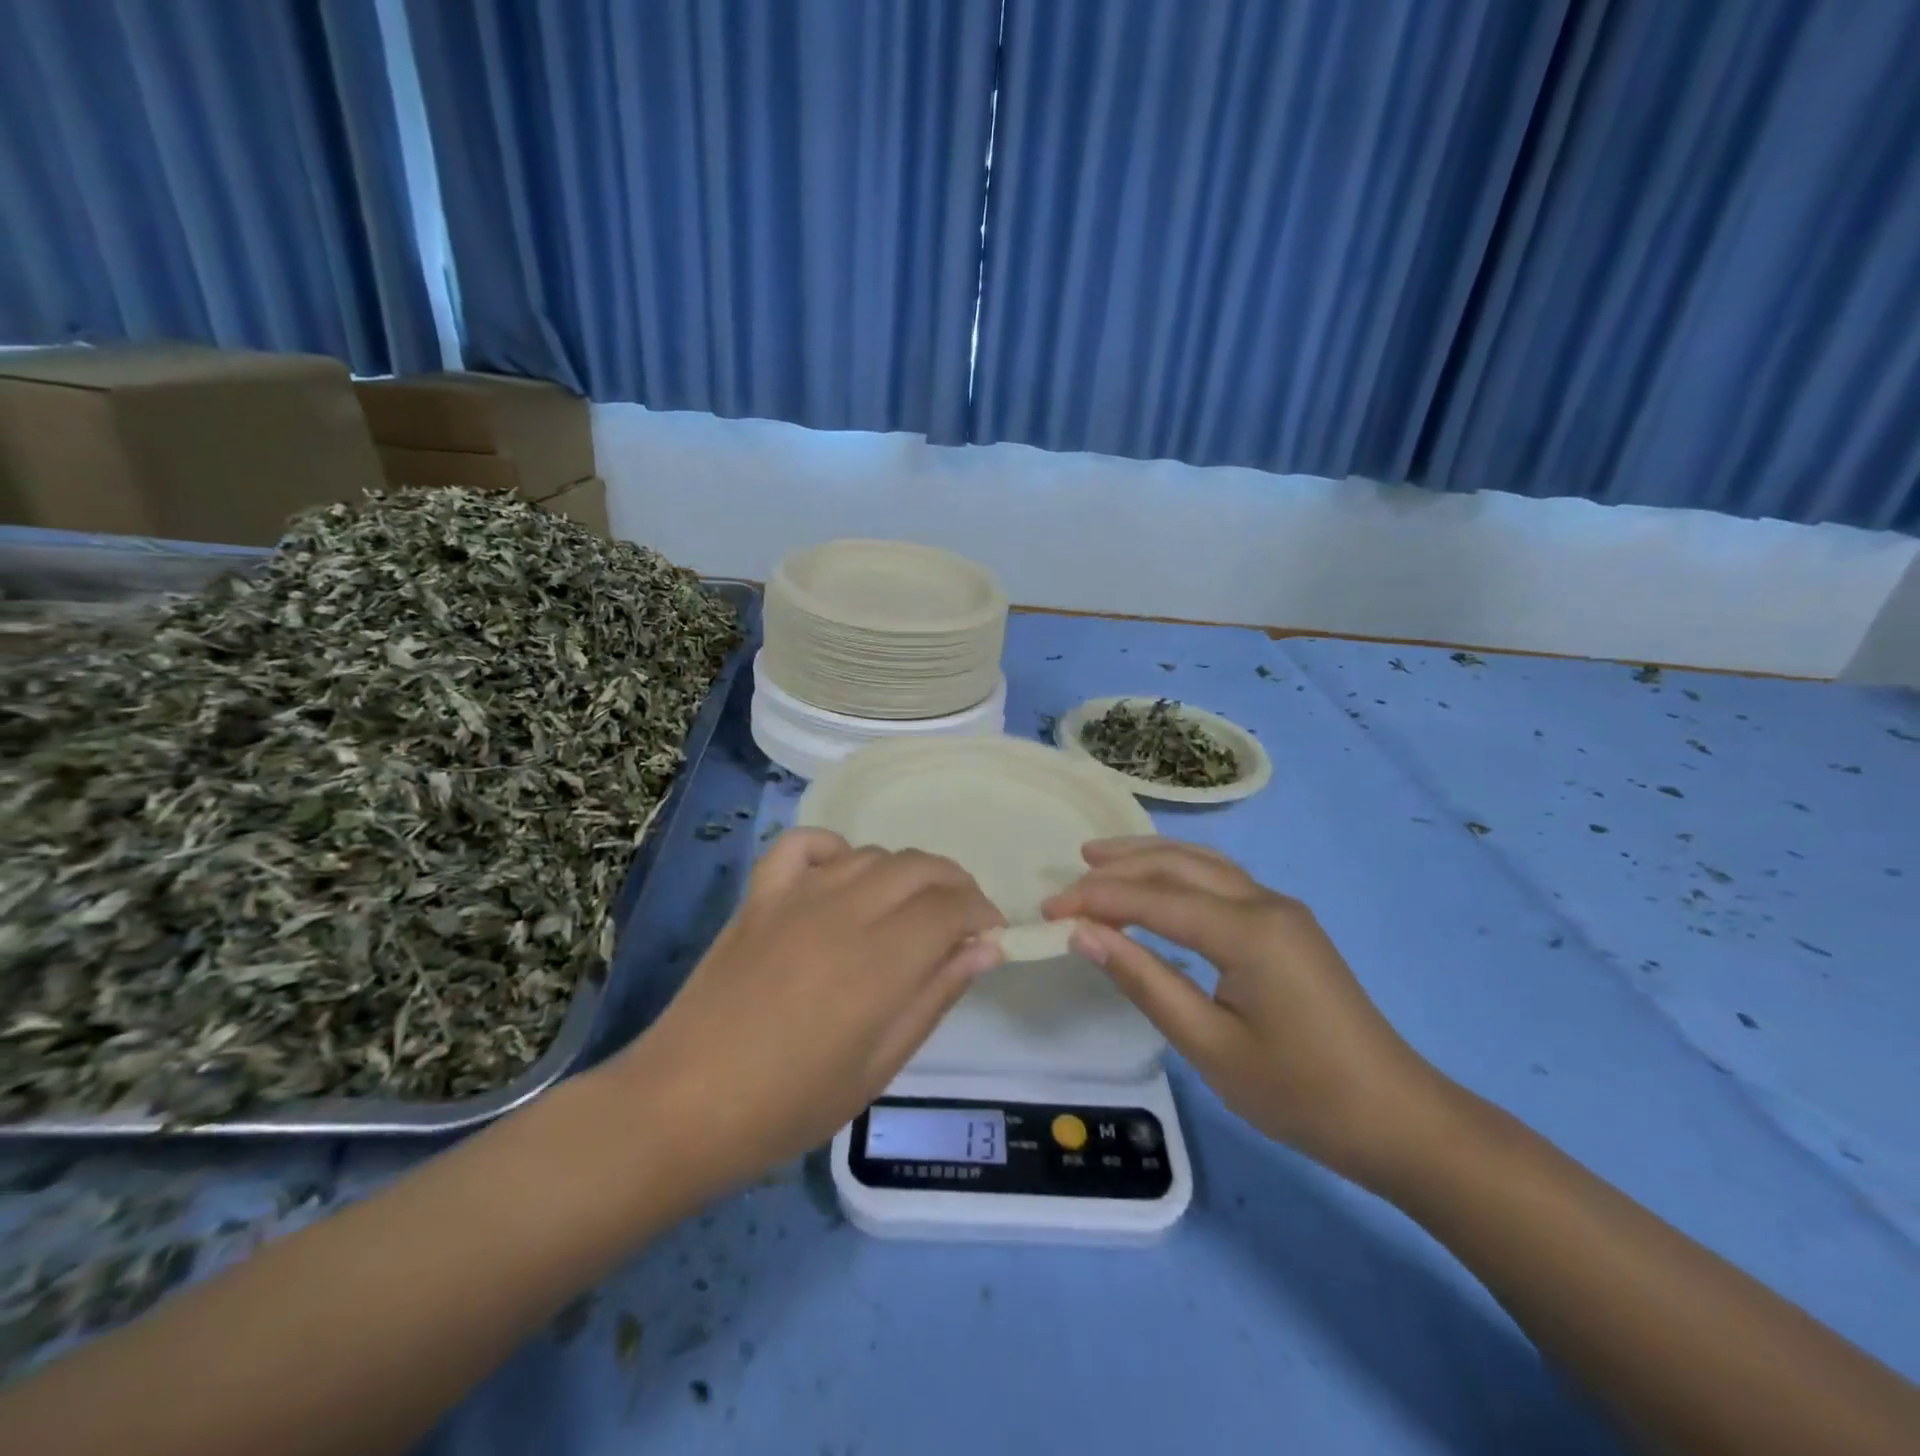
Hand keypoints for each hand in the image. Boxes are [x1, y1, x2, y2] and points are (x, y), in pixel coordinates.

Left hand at [613, 829, 1004, 1191]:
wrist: (683, 1105)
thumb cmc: (789, 1104)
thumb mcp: (879, 1066)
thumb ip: (935, 996)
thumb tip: (987, 948)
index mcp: (879, 961)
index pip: (951, 907)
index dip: (981, 913)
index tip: (991, 935)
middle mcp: (844, 912)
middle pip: (919, 868)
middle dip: (955, 886)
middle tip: (961, 922)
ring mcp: (797, 896)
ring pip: (872, 854)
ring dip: (905, 873)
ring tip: (908, 910)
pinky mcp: (761, 895)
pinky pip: (804, 843)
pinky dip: (834, 848)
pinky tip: (842, 876)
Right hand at [1044, 838, 1432, 1176]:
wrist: (1397, 1118)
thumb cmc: (1300, 1093)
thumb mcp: (1210, 1046)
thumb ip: (1145, 981)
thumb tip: (1085, 935)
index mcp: (1248, 931)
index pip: (1155, 899)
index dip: (1097, 901)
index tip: (1048, 911)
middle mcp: (1265, 902)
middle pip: (1178, 865)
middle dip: (1119, 866)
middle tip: (1068, 875)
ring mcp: (1280, 909)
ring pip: (1202, 863)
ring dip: (1149, 857)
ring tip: (1099, 858)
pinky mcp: (1287, 924)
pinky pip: (1221, 880)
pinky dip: (1178, 872)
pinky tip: (1158, 883)